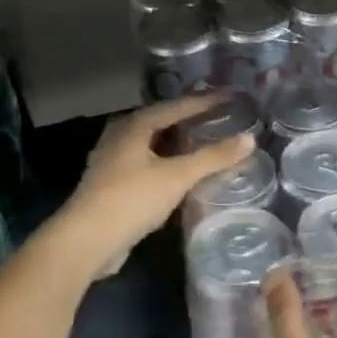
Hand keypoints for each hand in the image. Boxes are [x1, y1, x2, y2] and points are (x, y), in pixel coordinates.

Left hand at [49, 94, 253, 277]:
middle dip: (188, 119)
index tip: (231, 97)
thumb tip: (250, 138)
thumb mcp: (178, 176)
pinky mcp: (111, 186)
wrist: (86, 241)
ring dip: (177, 143)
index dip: (205, 101)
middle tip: (218, 117)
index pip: (176, 106)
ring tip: (204, 142)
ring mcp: (112, 162)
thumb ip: (214, 157)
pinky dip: (167, 163)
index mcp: (133, 126)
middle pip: (160, 121)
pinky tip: (181, 174)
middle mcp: (119, 137)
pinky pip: (146, 164)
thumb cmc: (132, 199)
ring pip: (152, 144)